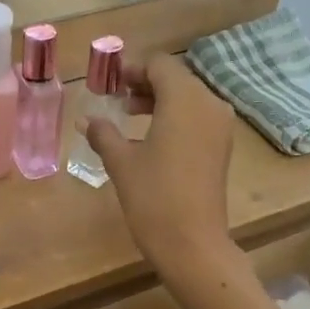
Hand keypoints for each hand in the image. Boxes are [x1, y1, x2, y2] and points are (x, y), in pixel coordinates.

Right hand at [83, 56, 235, 279]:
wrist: (192, 244)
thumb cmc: (153, 197)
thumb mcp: (121, 162)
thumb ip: (104, 133)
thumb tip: (86, 120)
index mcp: (185, 99)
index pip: (159, 64)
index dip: (132, 68)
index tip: (109, 83)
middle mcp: (209, 104)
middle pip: (176, 78)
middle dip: (145, 83)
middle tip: (116, 98)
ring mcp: (220, 127)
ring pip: (188, 98)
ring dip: (160, 100)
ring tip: (129, 116)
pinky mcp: (223, 148)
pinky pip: (197, 118)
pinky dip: (175, 118)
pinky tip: (151, 138)